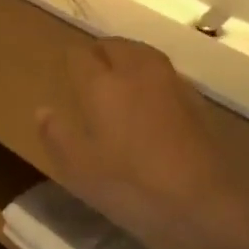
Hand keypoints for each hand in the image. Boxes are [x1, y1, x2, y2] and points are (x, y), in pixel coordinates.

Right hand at [35, 39, 229, 248]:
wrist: (205, 203)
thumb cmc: (131, 186)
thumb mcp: (79, 169)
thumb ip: (57, 135)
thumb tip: (44, 110)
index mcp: (102, 84)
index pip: (80, 55)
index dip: (69, 61)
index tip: (62, 74)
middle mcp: (137, 72)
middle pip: (115, 45)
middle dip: (98, 53)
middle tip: (87, 72)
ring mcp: (171, 83)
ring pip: (143, 54)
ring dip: (126, 59)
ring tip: (115, 79)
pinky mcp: (195, 100)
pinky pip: (163, 73)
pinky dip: (149, 77)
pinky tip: (146, 100)